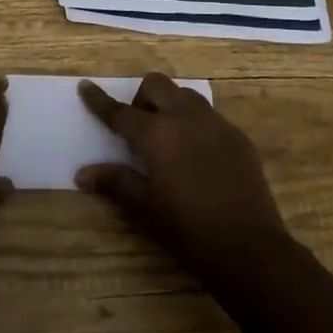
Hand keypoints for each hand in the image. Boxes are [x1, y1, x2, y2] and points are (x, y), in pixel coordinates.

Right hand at [76, 73, 290, 280]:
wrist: (249, 247)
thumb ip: (116, 182)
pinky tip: (198, 156)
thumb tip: (83, 173)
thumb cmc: (188, 230)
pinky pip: (210, 116)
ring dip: (171, 105)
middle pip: (157, 85)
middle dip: (142, 98)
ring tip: (169, 138)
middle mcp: (186, 118)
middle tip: (139, 128)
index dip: (100, 100)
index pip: (121, 112)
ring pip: (186, 95)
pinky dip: (196, 124)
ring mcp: (216, 123)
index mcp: (157, 134)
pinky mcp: (238, 136)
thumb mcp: (145, 208)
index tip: (85, 86)